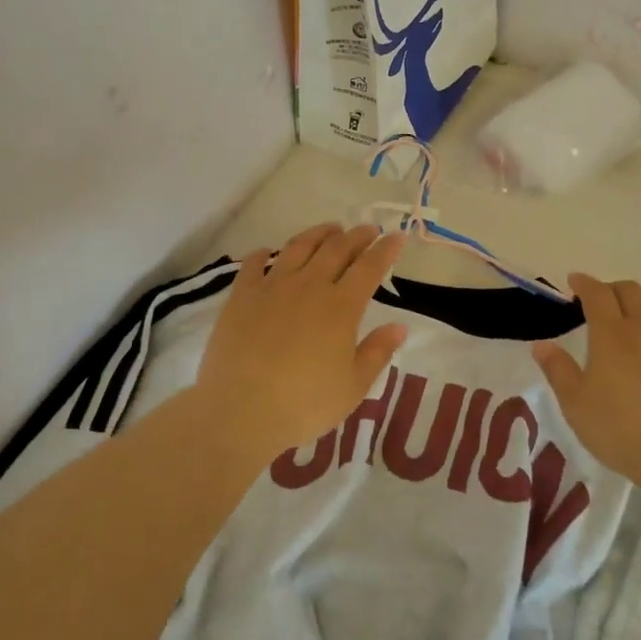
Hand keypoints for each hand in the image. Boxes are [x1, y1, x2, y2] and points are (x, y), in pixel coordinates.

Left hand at [193, 224, 408, 465]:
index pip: (370, 267)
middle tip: (367, 230)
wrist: (241, 409)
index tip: (397, 236)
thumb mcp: (353, 386)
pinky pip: (254, 264)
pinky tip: (267, 252)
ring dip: (318, 234)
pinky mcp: (241, 296)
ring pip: (298, 247)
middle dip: (356, 236)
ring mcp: (272, 287)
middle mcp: (309, 287)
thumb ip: (377, 352)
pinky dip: (264, 253)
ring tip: (330, 230)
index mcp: (341, 307)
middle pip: (336, 249)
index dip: (385, 249)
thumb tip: (399, 326)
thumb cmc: (304, 404)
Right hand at [532, 275, 640, 486]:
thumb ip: (558, 370)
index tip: (575, 282)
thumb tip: (541, 345)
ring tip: (638, 310)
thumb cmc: (619, 428)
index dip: (584, 283)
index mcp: (610, 334)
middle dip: (612, 288)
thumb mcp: (575, 404)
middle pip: (630, 290)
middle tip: (602, 301)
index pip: (596, 293)